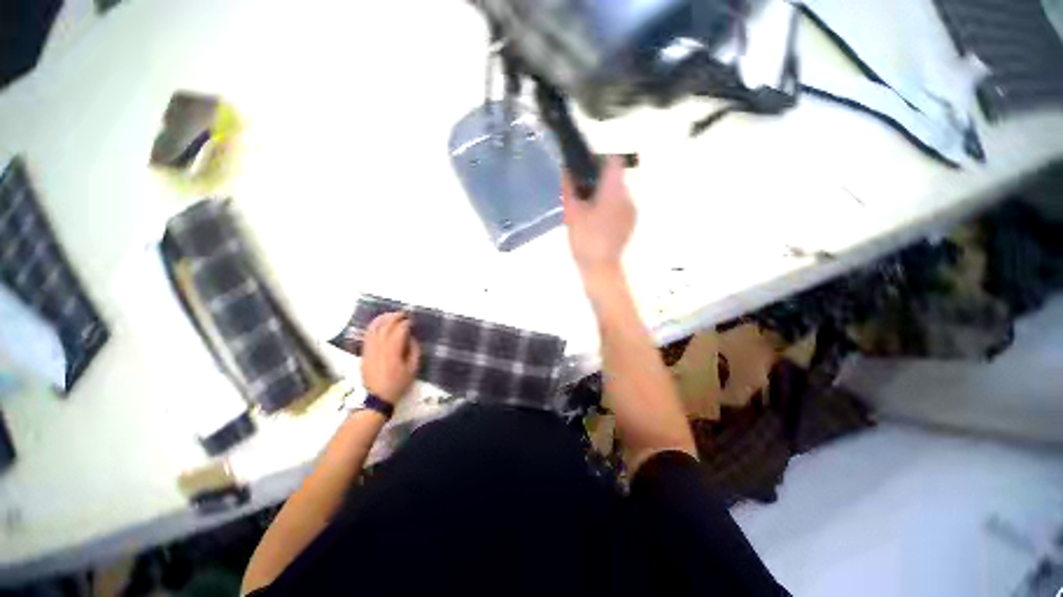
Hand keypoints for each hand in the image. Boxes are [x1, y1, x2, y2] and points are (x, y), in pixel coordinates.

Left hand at [361, 312, 420, 403]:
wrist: (376, 398)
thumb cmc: (397, 384)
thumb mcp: (412, 370)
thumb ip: (414, 351)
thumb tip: (412, 338)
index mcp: (393, 352)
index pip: (399, 331)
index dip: (407, 323)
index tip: (413, 322)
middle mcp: (379, 347)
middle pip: (386, 326)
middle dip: (395, 317)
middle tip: (404, 314)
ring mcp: (370, 349)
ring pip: (374, 328)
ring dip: (383, 318)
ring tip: (392, 314)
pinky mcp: (364, 352)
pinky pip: (367, 334)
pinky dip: (374, 325)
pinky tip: (380, 322)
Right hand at [562, 156, 635, 277]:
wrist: (600, 268)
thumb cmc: (585, 239)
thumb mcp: (571, 213)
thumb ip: (569, 189)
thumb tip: (566, 171)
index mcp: (614, 191)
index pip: (613, 161)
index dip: (599, 159)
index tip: (585, 167)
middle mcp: (628, 197)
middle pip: (615, 178)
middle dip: (598, 181)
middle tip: (580, 192)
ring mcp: (632, 211)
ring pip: (618, 193)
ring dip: (604, 194)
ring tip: (587, 209)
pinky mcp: (630, 223)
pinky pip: (620, 206)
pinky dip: (609, 207)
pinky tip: (596, 221)